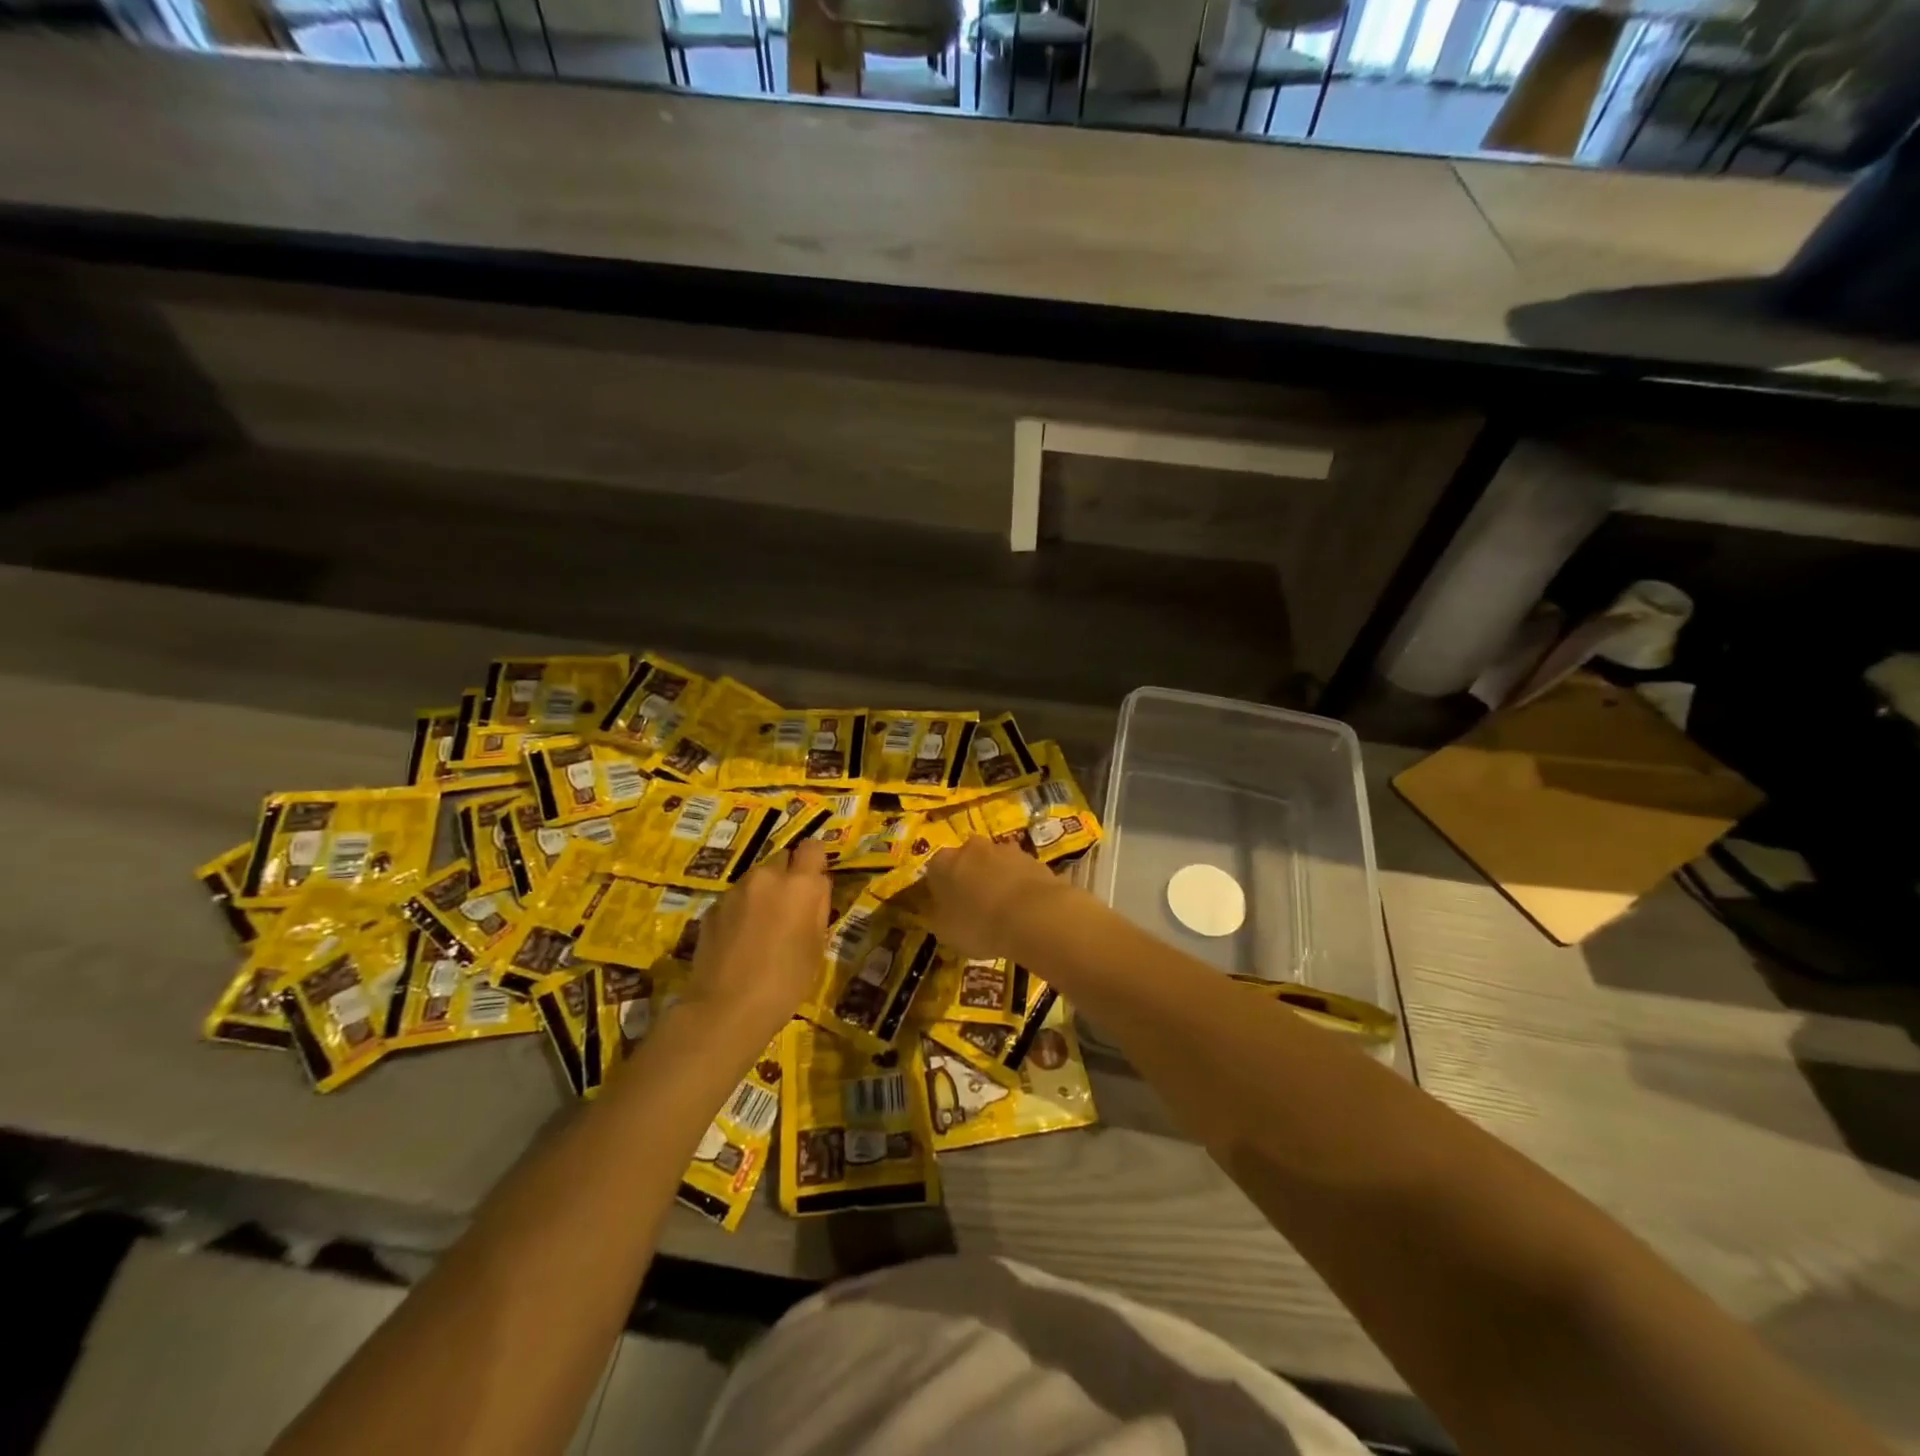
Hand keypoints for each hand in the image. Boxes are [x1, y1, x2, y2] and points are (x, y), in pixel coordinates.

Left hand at [680, 840, 831, 1043]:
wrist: (727, 1009)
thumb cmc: (786, 981)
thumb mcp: (817, 946)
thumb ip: (818, 908)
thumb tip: (816, 888)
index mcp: (800, 884)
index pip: (812, 847)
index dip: (815, 862)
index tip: (815, 882)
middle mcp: (766, 877)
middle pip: (782, 860)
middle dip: (788, 877)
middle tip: (790, 909)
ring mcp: (734, 891)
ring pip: (756, 879)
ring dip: (763, 893)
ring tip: (763, 927)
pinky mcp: (711, 908)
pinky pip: (735, 899)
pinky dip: (741, 910)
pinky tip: (740, 940)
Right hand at [907, 835, 1074, 961]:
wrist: (1034, 916)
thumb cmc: (979, 925)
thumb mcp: (945, 932)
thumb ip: (937, 916)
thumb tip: (938, 910)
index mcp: (943, 863)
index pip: (933, 872)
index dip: (938, 891)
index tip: (946, 909)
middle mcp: (971, 847)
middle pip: (965, 862)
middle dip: (968, 880)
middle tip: (974, 908)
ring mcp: (1005, 849)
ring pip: (994, 864)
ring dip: (995, 880)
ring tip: (1003, 911)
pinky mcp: (1032, 858)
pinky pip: (1018, 873)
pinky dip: (1018, 886)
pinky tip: (1024, 909)